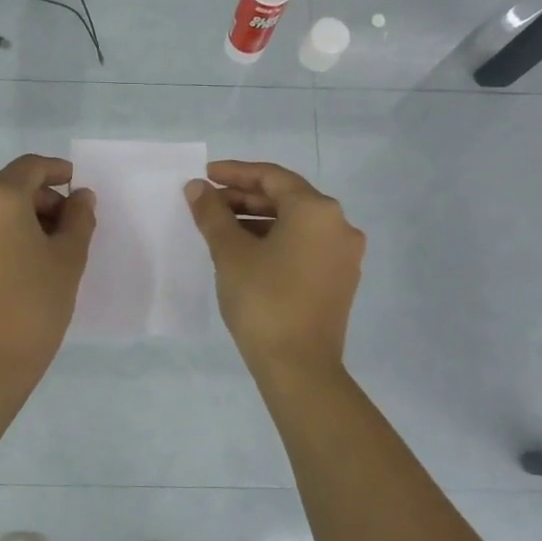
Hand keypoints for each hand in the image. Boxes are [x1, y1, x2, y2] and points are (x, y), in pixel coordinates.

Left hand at [0, 154, 96, 383]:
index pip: (30, 167)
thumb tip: (80, 196)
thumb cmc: (35, 304)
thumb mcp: (69, 258)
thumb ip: (79, 218)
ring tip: (47, 247)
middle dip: (41, 199)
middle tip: (70, 225)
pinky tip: (20, 260)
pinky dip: (0, 233)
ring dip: (20, 216)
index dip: (57, 171)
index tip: (77, 185)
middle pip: (9, 186)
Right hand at [184, 160, 364, 379]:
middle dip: (244, 198)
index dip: (235, 173)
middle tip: (208, 203)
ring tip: (220, 227)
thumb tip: (198, 188)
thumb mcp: (230, 253)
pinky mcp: (340, 279)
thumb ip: (212, 213)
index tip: (205, 175)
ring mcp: (343, 254)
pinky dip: (276, 240)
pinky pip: (305, 245)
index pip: (271, 177)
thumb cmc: (263, 301)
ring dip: (258, 220)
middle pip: (286, 198)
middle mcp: (339, 225)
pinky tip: (246, 251)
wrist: (299, 367)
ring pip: (295, 223)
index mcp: (316, 210)